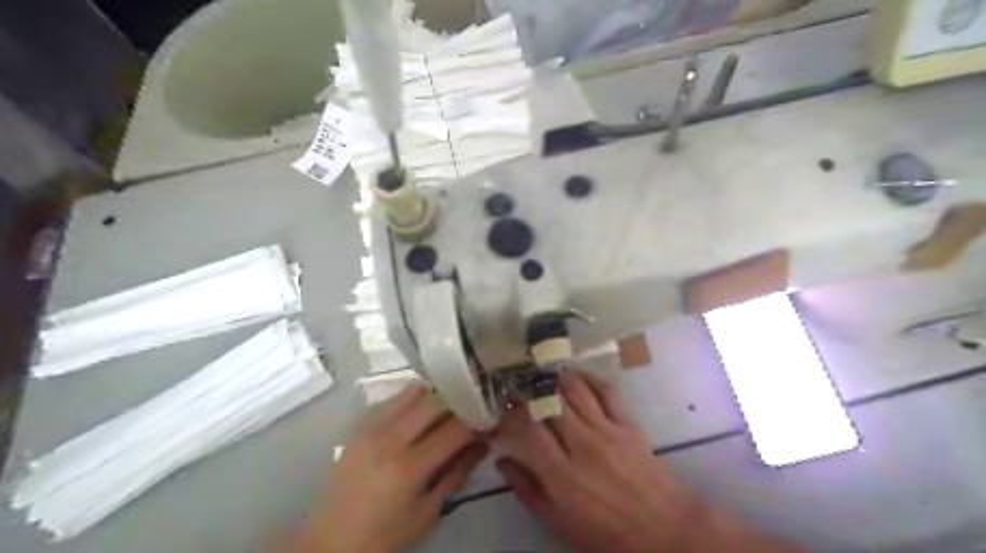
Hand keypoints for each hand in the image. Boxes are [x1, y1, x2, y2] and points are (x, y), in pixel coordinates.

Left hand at [281, 386, 488, 552]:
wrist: (328, 543)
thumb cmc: (383, 538)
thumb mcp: (427, 513)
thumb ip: (457, 474)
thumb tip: (484, 445)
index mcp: (409, 467)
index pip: (455, 428)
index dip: (479, 421)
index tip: (491, 420)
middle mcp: (390, 438)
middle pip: (436, 400)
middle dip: (460, 402)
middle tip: (472, 411)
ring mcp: (372, 427)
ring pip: (415, 391)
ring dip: (437, 396)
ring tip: (447, 410)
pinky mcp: (360, 425)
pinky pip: (394, 399)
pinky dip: (414, 400)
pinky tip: (420, 415)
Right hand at [502, 370, 799, 552]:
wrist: (664, 529)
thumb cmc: (606, 532)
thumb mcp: (559, 523)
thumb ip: (527, 490)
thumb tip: (502, 461)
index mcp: (561, 475)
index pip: (527, 429)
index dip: (510, 413)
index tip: (502, 406)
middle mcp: (581, 445)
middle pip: (549, 403)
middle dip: (528, 388)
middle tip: (517, 382)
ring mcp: (607, 430)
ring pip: (575, 390)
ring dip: (555, 377)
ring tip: (542, 373)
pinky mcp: (628, 423)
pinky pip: (607, 390)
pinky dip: (589, 378)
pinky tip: (576, 375)